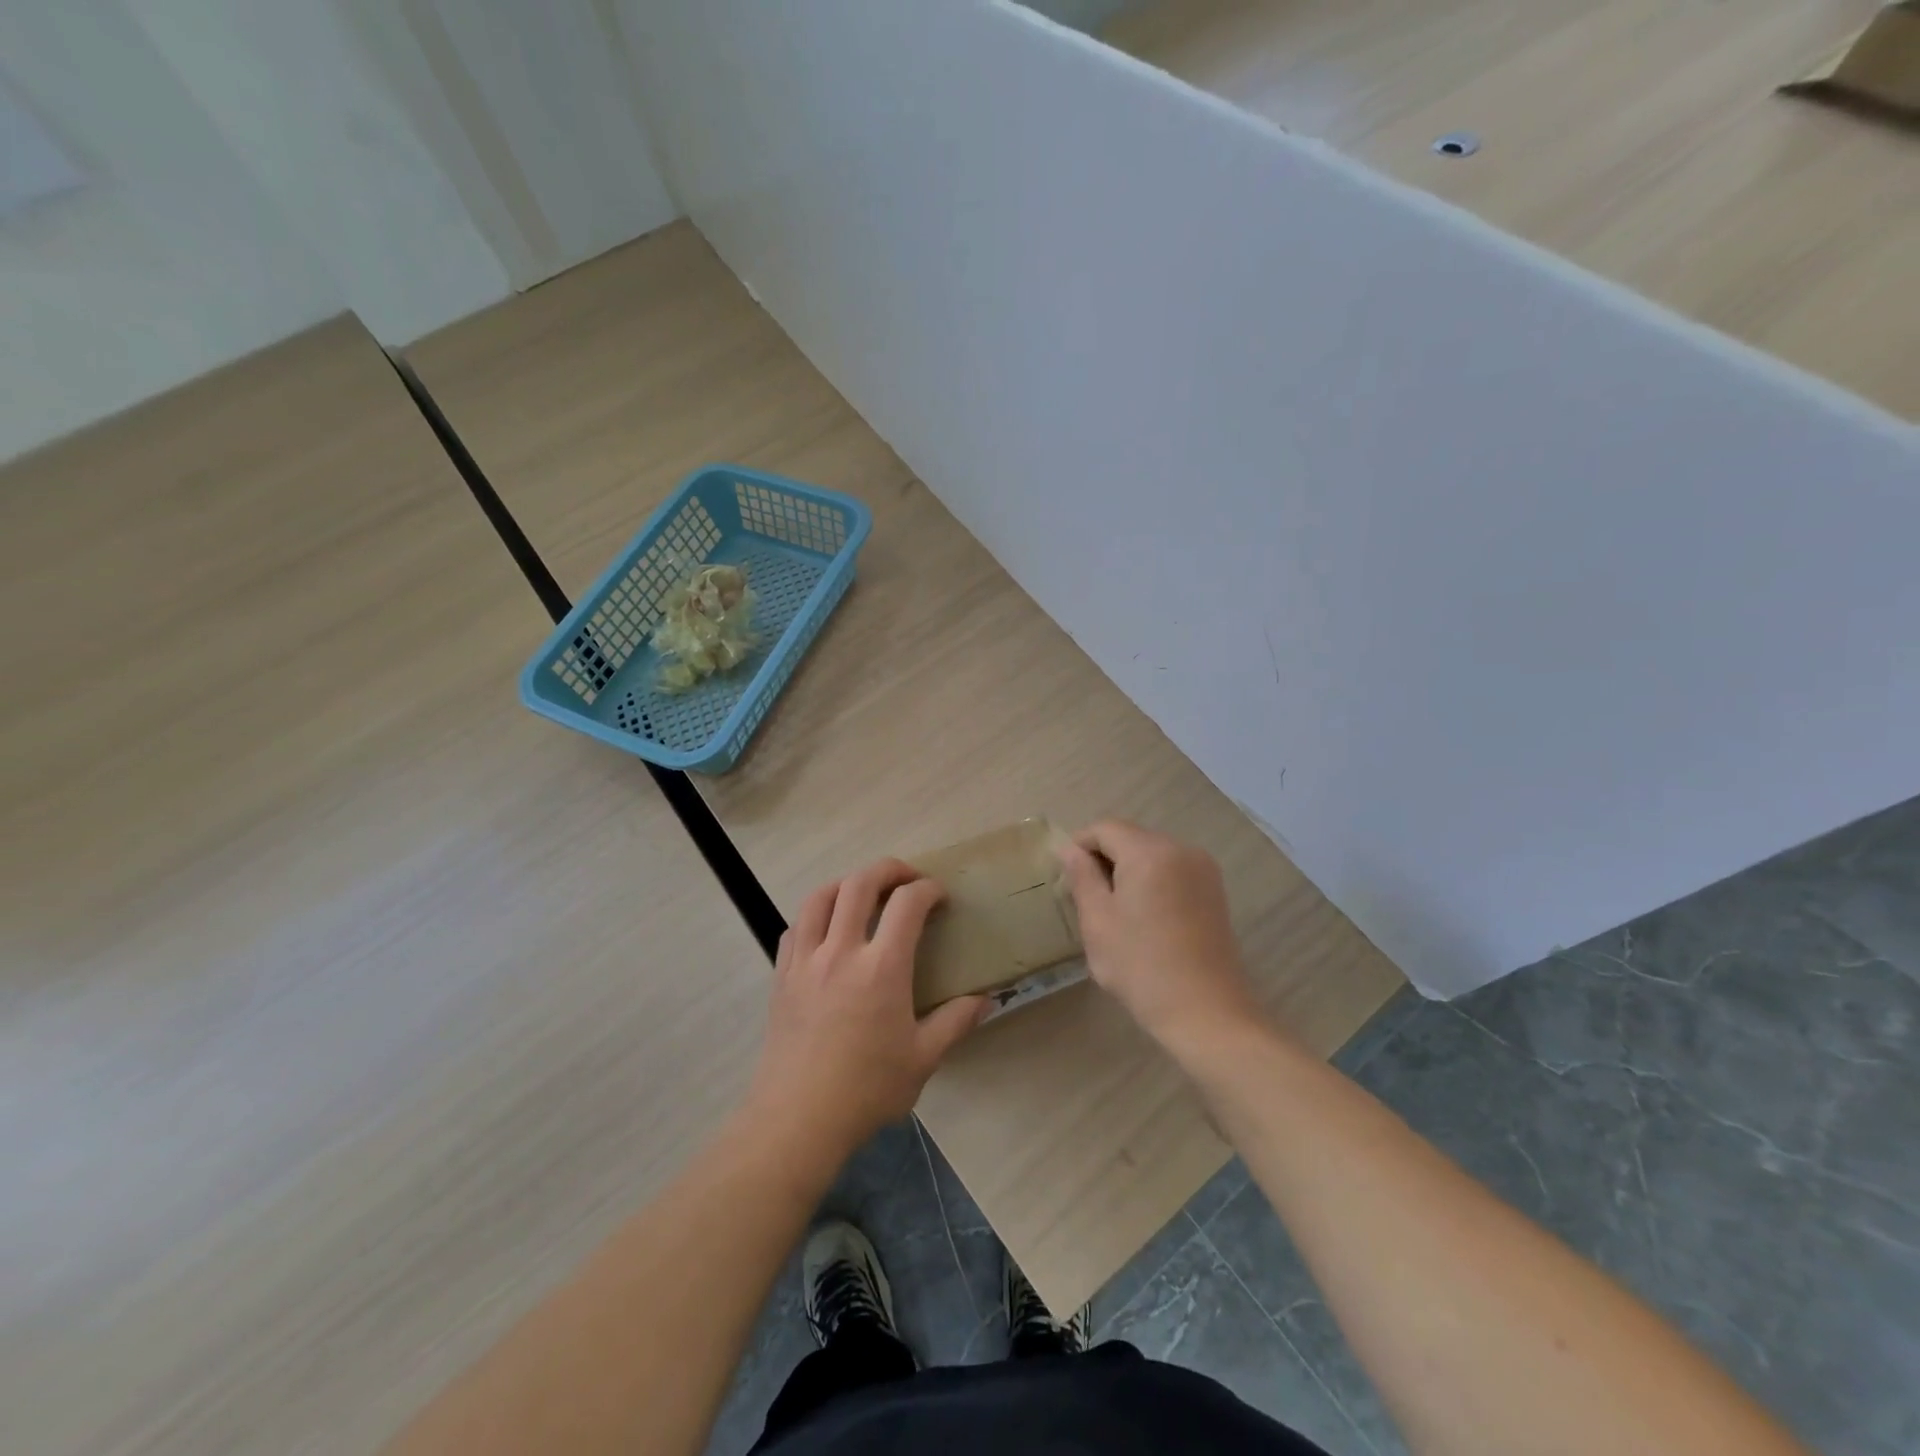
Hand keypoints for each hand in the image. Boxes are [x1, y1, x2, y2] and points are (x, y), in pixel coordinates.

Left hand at [747, 859, 988, 1160]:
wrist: (797, 1120)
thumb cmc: (866, 1090)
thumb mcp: (923, 1059)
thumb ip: (956, 1022)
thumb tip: (987, 999)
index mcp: (881, 968)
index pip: (907, 903)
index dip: (927, 889)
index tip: (940, 896)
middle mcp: (841, 951)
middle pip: (860, 883)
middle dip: (888, 869)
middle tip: (907, 878)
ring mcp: (805, 960)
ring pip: (821, 897)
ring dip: (847, 883)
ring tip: (864, 892)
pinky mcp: (782, 975)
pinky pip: (795, 926)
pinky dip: (816, 913)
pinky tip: (827, 929)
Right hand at [1061, 821, 1264, 1052]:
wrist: (1206, 1013)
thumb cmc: (1141, 967)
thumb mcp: (1098, 921)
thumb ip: (1081, 877)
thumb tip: (1069, 849)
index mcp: (1149, 852)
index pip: (1105, 828)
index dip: (1079, 845)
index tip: (1066, 878)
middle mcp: (1180, 849)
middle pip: (1130, 837)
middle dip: (1104, 858)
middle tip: (1085, 897)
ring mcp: (1203, 869)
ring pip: (1152, 853)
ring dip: (1127, 870)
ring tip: (1114, 910)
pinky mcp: (1214, 890)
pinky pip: (1172, 870)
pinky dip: (1151, 880)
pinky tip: (1144, 917)